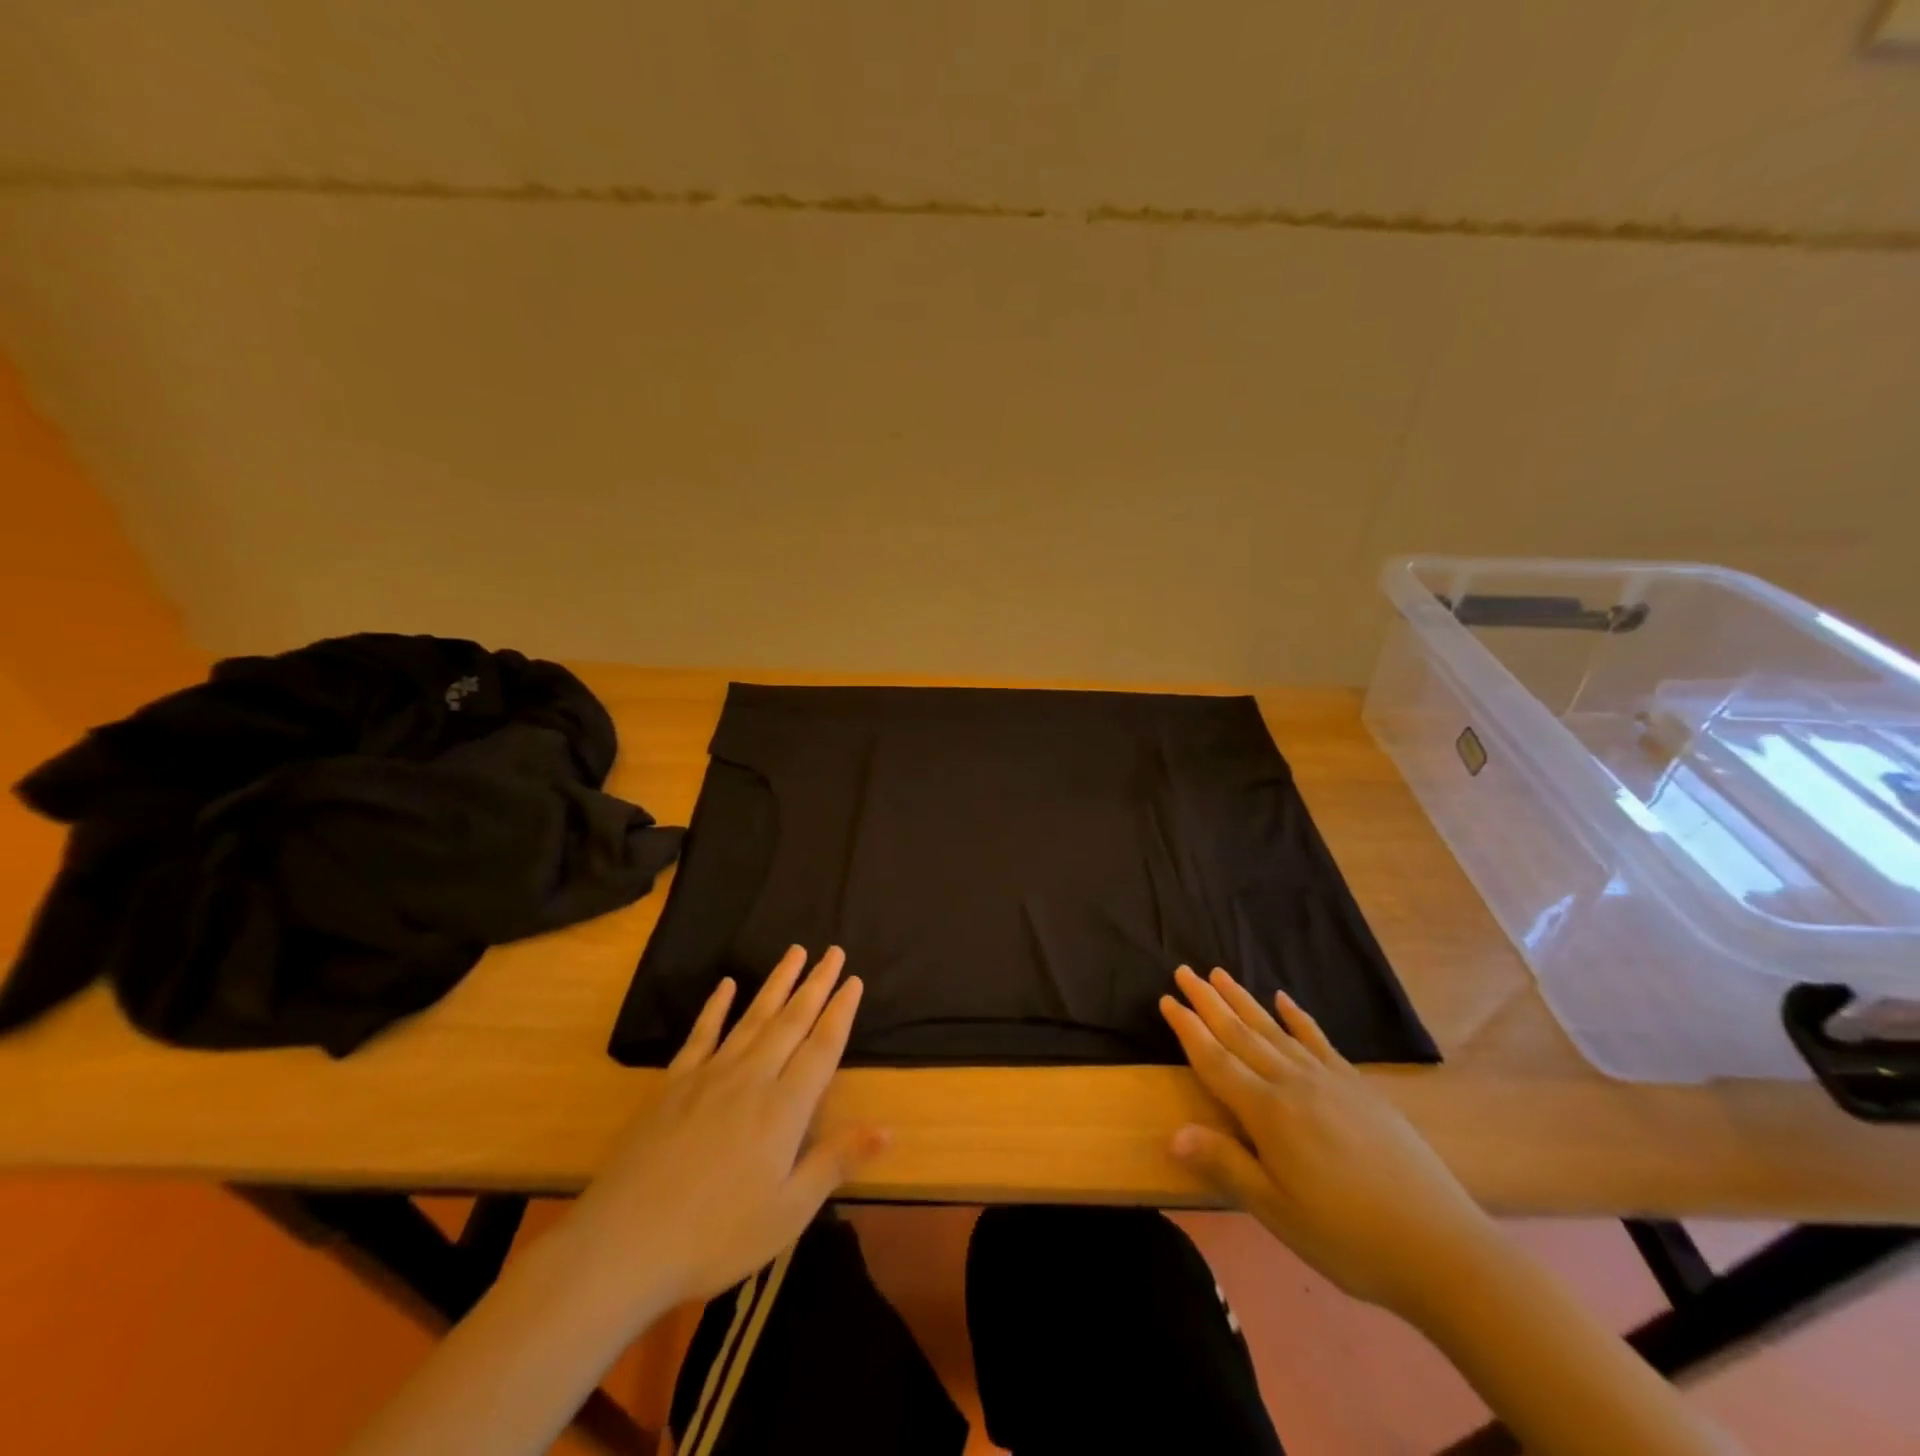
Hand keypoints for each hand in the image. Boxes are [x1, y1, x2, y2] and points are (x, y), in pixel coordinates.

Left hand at [569, 946, 885, 1309]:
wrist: (623, 1245)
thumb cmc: (716, 1236)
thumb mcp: (788, 1211)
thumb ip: (836, 1161)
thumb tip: (889, 1128)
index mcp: (784, 1108)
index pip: (822, 1047)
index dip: (840, 1012)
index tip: (853, 980)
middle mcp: (752, 1078)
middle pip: (791, 1021)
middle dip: (816, 984)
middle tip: (833, 951)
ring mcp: (709, 1075)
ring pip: (753, 1017)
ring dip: (777, 983)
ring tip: (795, 952)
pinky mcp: (674, 1084)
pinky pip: (702, 1034)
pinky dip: (716, 1007)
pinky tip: (726, 985)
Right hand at [1161, 965, 1497, 1316]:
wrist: (1441, 1248)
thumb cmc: (1348, 1237)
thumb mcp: (1278, 1212)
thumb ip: (1227, 1165)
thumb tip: (1173, 1133)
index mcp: (1268, 1113)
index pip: (1216, 1061)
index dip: (1188, 1030)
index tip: (1167, 999)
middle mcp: (1293, 1084)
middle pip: (1241, 1034)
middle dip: (1209, 1001)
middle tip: (1184, 970)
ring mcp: (1329, 1081)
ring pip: (1274, 1030)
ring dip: (1244, 1000)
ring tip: (1220, 974)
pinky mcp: (1359, 1087)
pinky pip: (1319, 1041)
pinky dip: (1298, 1018)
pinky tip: (1284, 1000)